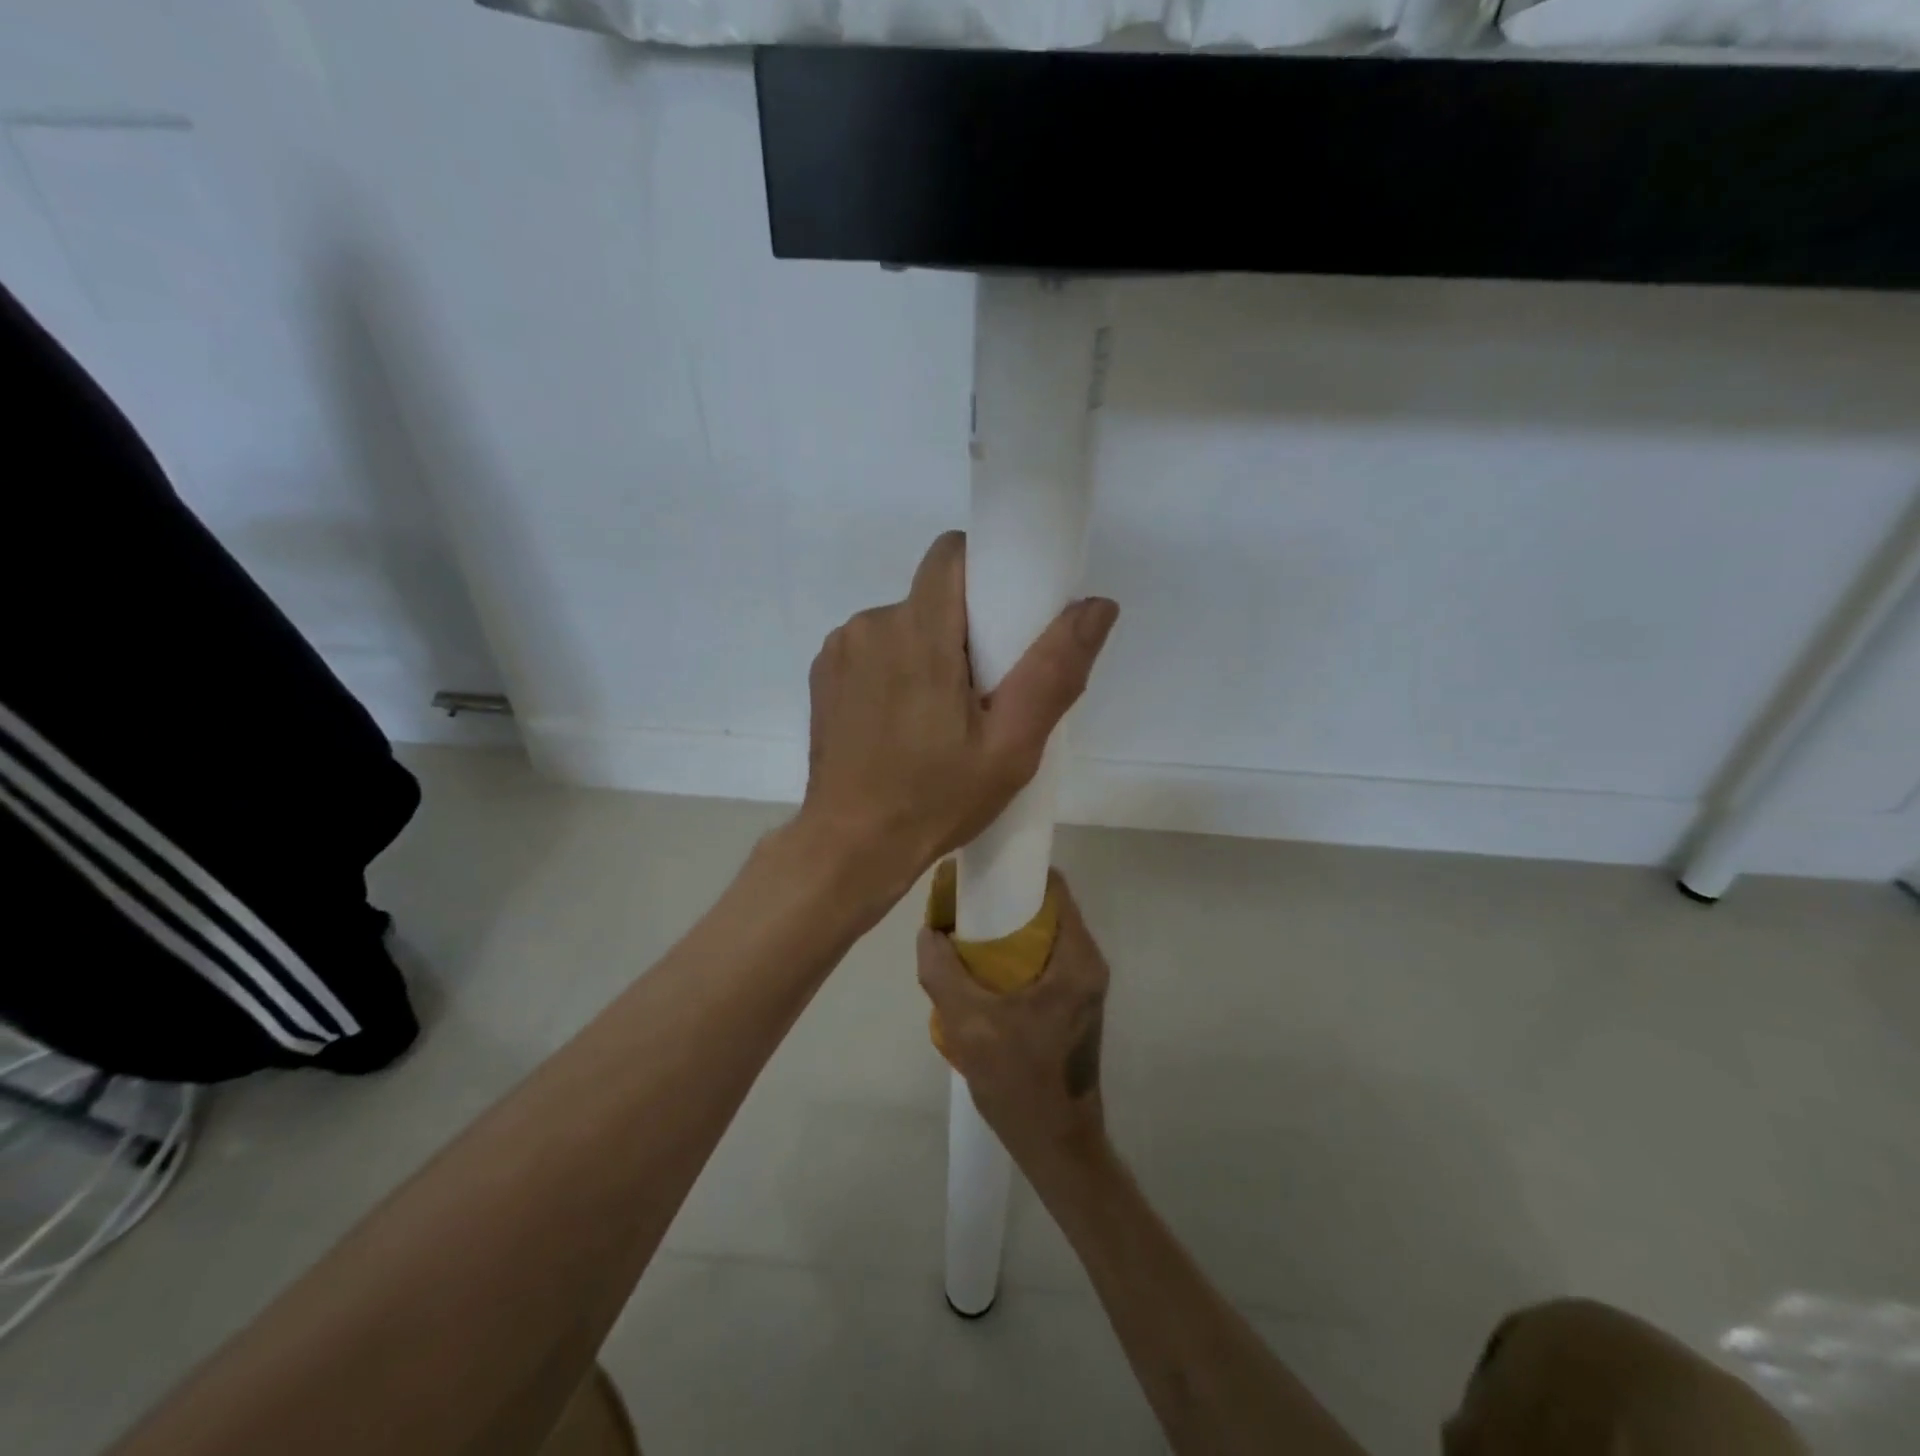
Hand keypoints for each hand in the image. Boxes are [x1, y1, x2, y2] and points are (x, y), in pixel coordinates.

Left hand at [800, 531, 1117, 900]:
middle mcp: (871, 624)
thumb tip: (1097, 605)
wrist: (849, 847)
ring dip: (928, 650)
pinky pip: (874, 648)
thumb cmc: (935, 799)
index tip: (1006, 616)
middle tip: (984, 690)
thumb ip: (1054, 670)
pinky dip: (895, 669)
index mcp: (918, 632)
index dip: (986, 571)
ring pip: (903, 622)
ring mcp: (840, 650)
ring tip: (940, 716)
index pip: (952, 554)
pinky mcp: (823, 674)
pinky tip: (902, 722)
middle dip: (963, 626)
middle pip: (933, 595)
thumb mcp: (1011, 747)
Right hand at [917, 869, 1109, 1166]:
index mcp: (1077, 958)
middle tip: (961, 906)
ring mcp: (1084, 985)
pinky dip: (1014, 955)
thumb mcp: (968, 1023)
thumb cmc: (1019, 1080)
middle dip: (1004, 902)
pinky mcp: (1073, 1004)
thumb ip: (942, 971)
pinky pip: (1044, 960)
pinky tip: (979, 971)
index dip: (1015, 873)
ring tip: (963, 936)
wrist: (1055, 1143)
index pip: (1053, 888)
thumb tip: (928, 931)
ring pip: (1044, 936)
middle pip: (1046, 910)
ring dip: (1007, 931)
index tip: (978, 874)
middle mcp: (1088, 963)